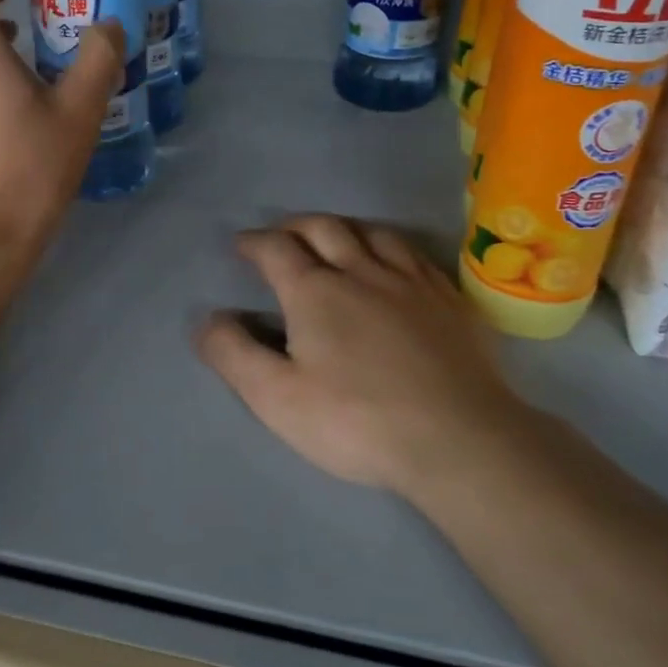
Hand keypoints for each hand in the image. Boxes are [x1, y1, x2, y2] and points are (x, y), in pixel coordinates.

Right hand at [195, 215, 534, 496]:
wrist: (460, 441)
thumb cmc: (358, 422)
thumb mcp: (277, 398)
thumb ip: (234, 355)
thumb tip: (207, 319)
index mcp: (315, 291)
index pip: (276, 249)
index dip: (254, 242)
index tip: (241, 245)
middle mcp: (361, 271)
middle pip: (323, 228)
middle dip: (295, 226)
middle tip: (282, 235)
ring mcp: (411, 282)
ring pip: (373, 233)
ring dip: (345, 228)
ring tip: (336, 239)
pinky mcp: (450, 301)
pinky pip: (416, 255)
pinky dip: (393, 247)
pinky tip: (396, 263)